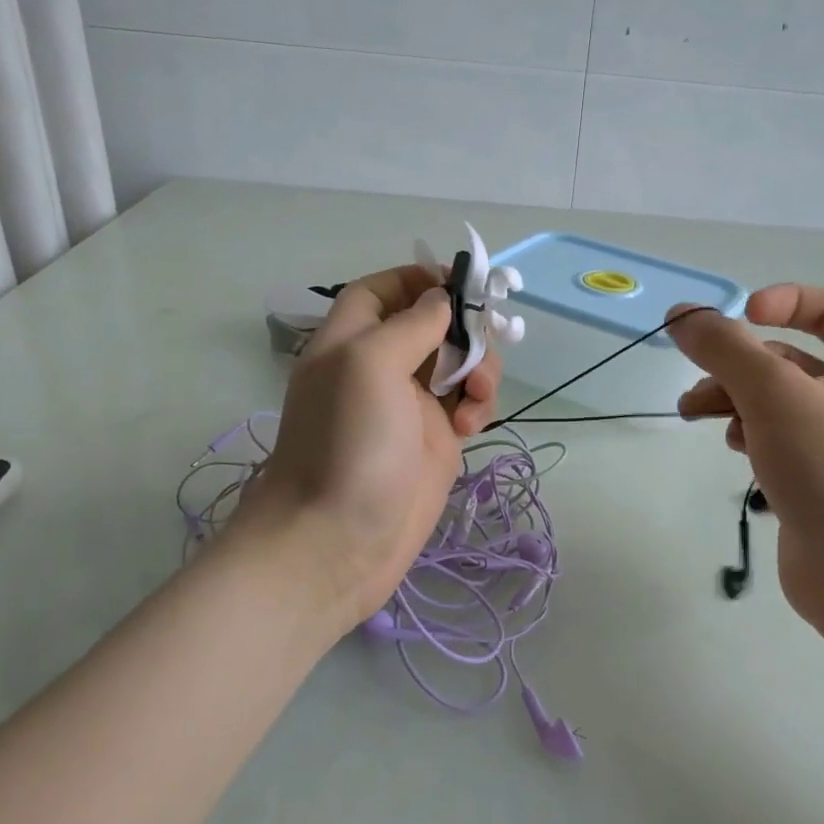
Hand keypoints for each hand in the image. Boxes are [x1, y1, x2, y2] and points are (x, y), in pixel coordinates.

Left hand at [230, 264, 500, 632]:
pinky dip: (478, 407)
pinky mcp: (434, 442)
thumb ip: (410, 324)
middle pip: (431, 325)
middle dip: (465, 329)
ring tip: (478, 398)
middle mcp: (380, 368)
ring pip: (458, 365)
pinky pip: (467, 406)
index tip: (460, 284)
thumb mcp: (370, 365)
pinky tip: (471, 429)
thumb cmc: (348, 445)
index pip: (381, 291)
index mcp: (351, 341)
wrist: (337, 542)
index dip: (417, 280)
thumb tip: (442, 300)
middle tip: (486, 346)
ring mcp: (410, 406)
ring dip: (480, 370)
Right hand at [670, 284, 823, 629]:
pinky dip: (750, 433)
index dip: (780, 302)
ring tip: (692, 413)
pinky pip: (777, 437)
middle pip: (788, 357)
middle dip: (735, 364)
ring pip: (775, 400)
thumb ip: (723, 347)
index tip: (737, 317)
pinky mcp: (821, 478)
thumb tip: (680, 313)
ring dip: (731, 399)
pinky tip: (735, 449)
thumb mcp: (773, 393)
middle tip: (692, 377)